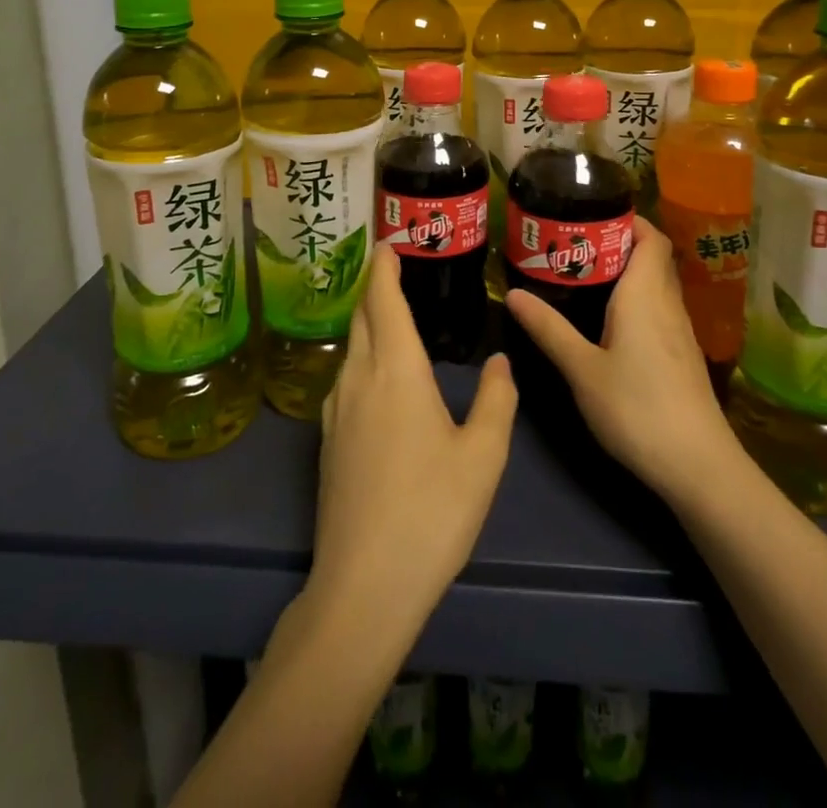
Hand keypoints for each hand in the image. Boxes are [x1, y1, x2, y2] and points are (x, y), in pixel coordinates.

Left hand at [306, 245, 516, 639]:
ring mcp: (335, 411)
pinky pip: (345, 378)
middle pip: (361, 317)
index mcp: (395, 371)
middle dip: (375, 288)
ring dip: (368, 322)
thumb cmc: (431, 512)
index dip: (384, 266)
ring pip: (351, 348)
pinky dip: (363, 357)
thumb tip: (500, 360)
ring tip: (393, 317)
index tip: (389, 241)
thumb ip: (497, 400)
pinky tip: (380, 377)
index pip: (383, 299)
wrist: (364, 585)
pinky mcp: (326, 441)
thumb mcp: (483, 456)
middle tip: (395, 269)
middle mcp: (358, 379)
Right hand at [506, 218, 738, 508]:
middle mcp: (667, 304)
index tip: (590, 214)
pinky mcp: (681, 355)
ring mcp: (680, 331)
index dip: (627, 219)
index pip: (650, 237)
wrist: (698, 466)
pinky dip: (634, 299)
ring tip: (581, 275)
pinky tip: (607, 320)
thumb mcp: (582, 369)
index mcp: (645, 295)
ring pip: (655, 284)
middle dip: (616, 243)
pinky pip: (658, 309)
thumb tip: (512, 293)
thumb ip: (549, 329)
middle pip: (651, 257)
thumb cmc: (637, 408)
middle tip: (572, 244)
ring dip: (625, 272)